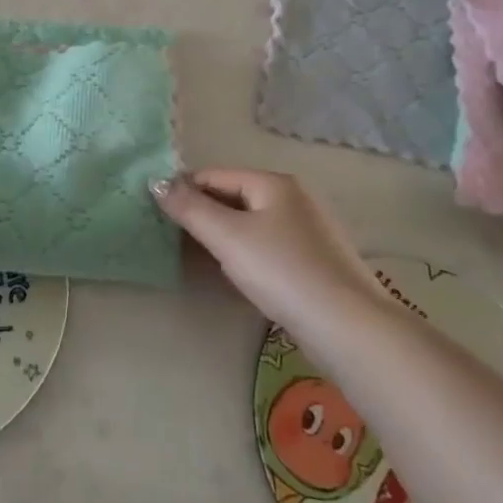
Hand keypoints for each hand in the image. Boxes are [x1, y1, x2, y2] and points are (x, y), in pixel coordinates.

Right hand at [151, 169, 383, 331]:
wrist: (346, 326)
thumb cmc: (282, 271)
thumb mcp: (227, 236)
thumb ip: (189, 207)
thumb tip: (156, 181)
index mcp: (274, 182)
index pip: (214, 175)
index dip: (183, 190)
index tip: (157, 213)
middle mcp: (294, 197)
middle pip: (234, 196)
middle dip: (203, 213)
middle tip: (172, 237)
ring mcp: (309, 229)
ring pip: (252, 222)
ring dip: (223, 234)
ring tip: (198, 255)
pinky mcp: (316, 259)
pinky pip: (268, 244)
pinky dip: (247, 252)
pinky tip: (238, 274)